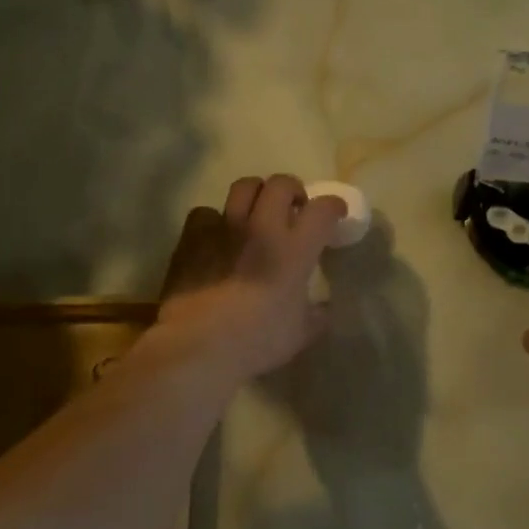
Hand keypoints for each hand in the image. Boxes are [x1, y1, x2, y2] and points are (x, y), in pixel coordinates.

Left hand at [151, 174, 346, 382]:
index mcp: (294, 251)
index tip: (335, 215)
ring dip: (256, 194)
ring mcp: (225, 228)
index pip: (322, 210)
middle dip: (293, 190)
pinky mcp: (193, 237)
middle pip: (281, 184)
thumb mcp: (299, 335)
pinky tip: (216, 237)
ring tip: (256, 212)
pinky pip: (206, 212)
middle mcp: (262, 228)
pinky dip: (215, 220)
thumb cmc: (255, 342)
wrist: (197, 345)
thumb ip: (316, 316)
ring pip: (244, 186)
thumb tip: (323, 309)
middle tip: (293, 209)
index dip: (333, 206)